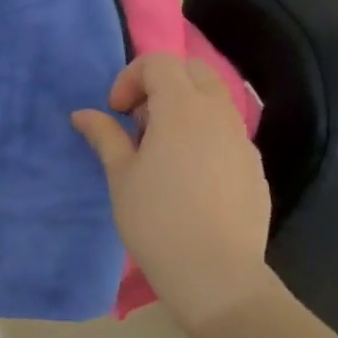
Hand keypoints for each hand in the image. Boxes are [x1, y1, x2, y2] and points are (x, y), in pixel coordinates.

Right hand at [72, 54, 277, 329]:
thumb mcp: (121, 176)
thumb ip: (105, 137)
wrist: (216, 273)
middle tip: (139, 124)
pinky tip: (189, 179)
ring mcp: (242, 140)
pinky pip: (227, 133)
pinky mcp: (254, 167)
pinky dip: (204, 135)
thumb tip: (83, 114)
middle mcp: (218, 114)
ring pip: (214, 101)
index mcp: (182, 109)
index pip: (159, 63)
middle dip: (161, 85)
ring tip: (162, 153)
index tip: (116, 113)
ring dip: (184, 109)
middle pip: (193, 72)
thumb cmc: (157, 221)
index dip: (131, 78)